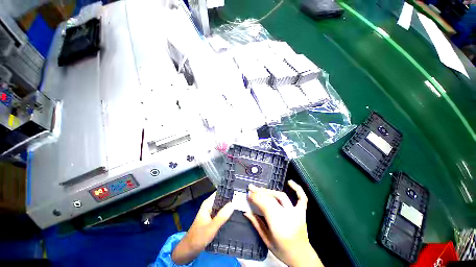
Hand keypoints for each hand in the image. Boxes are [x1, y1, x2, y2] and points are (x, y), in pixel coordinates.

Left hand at [172, 192, 233, 264]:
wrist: (189, 250)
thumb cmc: (198, 237)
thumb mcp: (211, 227)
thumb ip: (222, 216)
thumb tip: (233, 203)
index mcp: (208, 204)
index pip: (219, 193)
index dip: (227, 191)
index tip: (238, 191)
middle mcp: (210, 206)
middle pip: (221, 199)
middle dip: (230, 199)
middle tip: (242, 199)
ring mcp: (211, 213)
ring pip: (222, 206)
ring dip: (229, 206)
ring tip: (240, 205)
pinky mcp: (213, 219)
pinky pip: (221, 213)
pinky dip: (227, 213)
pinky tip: (234, 214)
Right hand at [245, 181, 322, 266]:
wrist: (302, 257)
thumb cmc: (282, 251)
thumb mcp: (266, 240)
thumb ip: (256, 224)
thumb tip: (246, 211)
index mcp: (278, 225)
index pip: (264, 205)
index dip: (255, 198)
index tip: (248, 193)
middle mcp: (288, 216)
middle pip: (271, 199)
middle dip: (259, 192)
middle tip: (251, 187)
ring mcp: (296, 213)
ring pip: (281, 196)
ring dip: (270, 191)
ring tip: (261, 189)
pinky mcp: (302, 212)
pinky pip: (301, 198)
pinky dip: (297, 189)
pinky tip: (290, 182)